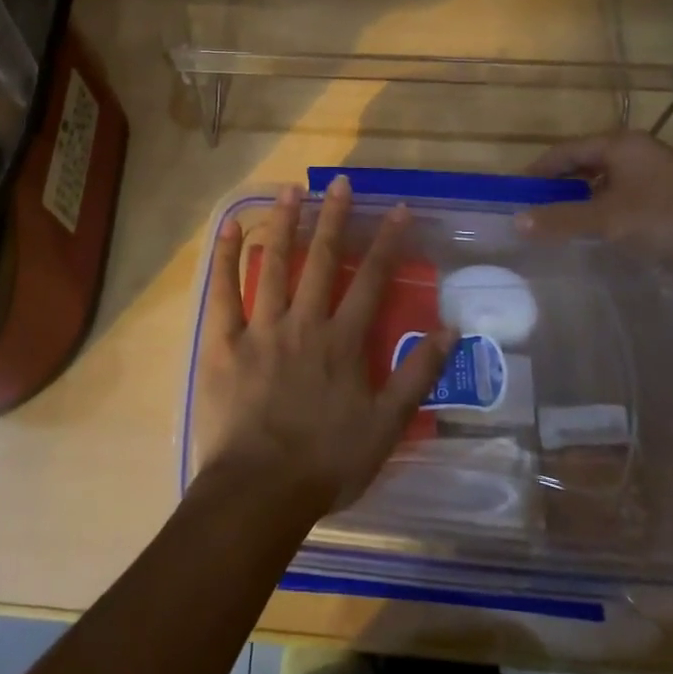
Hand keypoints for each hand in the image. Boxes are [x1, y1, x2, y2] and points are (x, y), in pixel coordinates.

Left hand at [193, 177, 455, 519]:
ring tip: (291, 189)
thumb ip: (417, 375)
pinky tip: (229, 228)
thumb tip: (449, 330)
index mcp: (342, 341)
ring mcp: (261, 329)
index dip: (387, 242)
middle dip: (334, 218)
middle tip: (340, 181)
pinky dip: (225, 258)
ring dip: (284, 224)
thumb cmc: (327, 463)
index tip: (397, 209)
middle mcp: (304, 323)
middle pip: (322, 260)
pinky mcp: (224, 342)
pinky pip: (222, 292)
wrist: (261, 492)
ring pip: (275, 265)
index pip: (372, 280)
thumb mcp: (386, 426)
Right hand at [519, 130, 672, 303]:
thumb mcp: (610, 221)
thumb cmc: (672, 223)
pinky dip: (604, 216)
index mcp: (622, 144)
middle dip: (557, 188)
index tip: (512, 194)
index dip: (536, 172)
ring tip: (556, 229)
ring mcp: (658, 178)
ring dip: (580, 204)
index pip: (564, 151)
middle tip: (530, 214)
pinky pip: (624, 202)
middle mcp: (638, 153)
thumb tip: (516, 221)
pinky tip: (597, 238)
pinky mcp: (672, 202)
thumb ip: (561, 220)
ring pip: (605, 186)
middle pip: (584, 165)